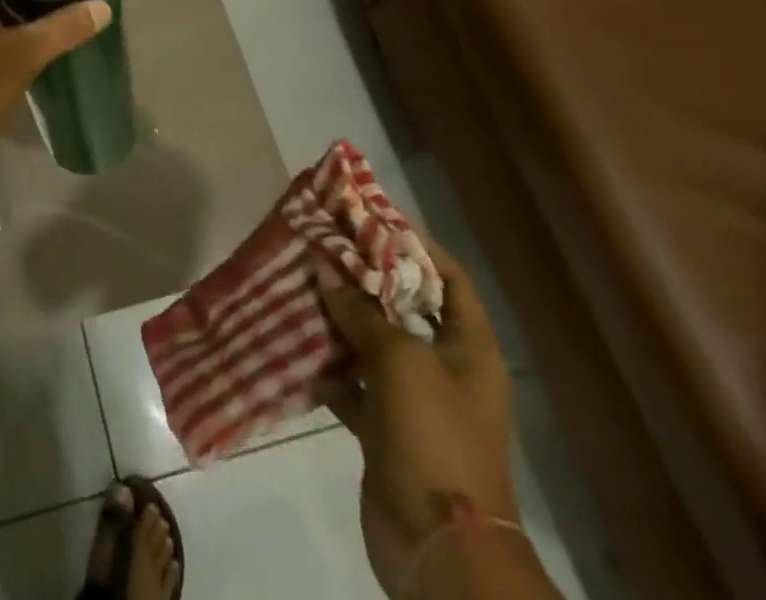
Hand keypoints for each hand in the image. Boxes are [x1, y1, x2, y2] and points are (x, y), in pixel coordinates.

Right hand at [316, 243, 527, 597]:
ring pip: (372, 343)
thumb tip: (324, 268)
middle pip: (404, 307)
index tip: (370, 219)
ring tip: (300, 284)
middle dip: (364, 278)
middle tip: (323, 246)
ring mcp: (413, 400)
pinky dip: (327, 366)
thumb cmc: (434, 435)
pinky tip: (296, 343)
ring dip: (339, 319)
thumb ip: (360, 311)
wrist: (438, 546)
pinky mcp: (383, 428)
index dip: (416, 245)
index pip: (450, 278)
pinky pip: (352, 383)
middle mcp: (445, 367)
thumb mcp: (400, 360)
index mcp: (469, 348)